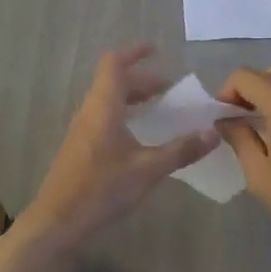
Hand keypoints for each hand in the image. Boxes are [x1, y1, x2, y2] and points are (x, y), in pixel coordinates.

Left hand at [17, 45, 218, 251]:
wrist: (57, 222)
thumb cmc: (102, 189)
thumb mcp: (148, 169)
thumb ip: (182, 150)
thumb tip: (213, 132)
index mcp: (103, 107)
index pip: (115, 64)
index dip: (135, 52)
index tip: (156, 49)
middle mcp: (89, 113)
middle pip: (114, 83)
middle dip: (142, 81)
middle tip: (170, 90)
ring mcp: (81, 132)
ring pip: (108, 103)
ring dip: (133, 101)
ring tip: (160, 112)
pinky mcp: (79, 150)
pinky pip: (104, 121)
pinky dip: (125, 119)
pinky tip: (141, 141)